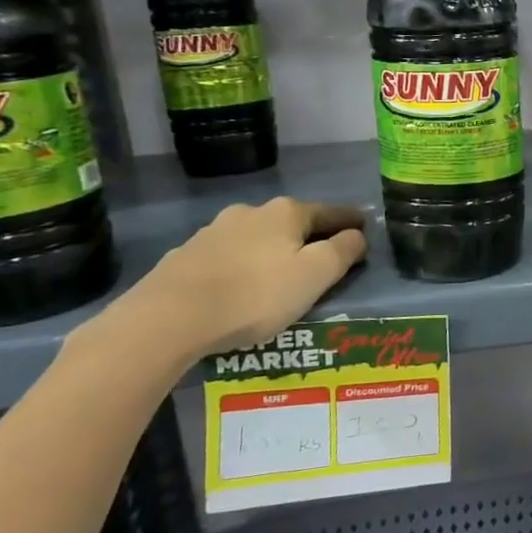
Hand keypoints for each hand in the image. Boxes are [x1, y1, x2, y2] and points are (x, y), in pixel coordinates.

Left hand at [98, 198, 369, 362]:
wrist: (166, 320)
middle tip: (323, 258)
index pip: (331, 212)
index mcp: (286, 213)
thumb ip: (343, 251)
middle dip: (309, 237)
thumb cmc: (255, 295)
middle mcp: (250, 213)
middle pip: (292, 223)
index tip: (365, 227)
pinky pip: (228, 258)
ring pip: (257, 239)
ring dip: (272, 252)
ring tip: (279, 277)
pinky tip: (240, 288)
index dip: (351, 221)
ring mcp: (213, 233)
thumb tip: (357, 235)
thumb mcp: (316, 275)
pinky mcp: (185, 257)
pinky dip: (242, 267)